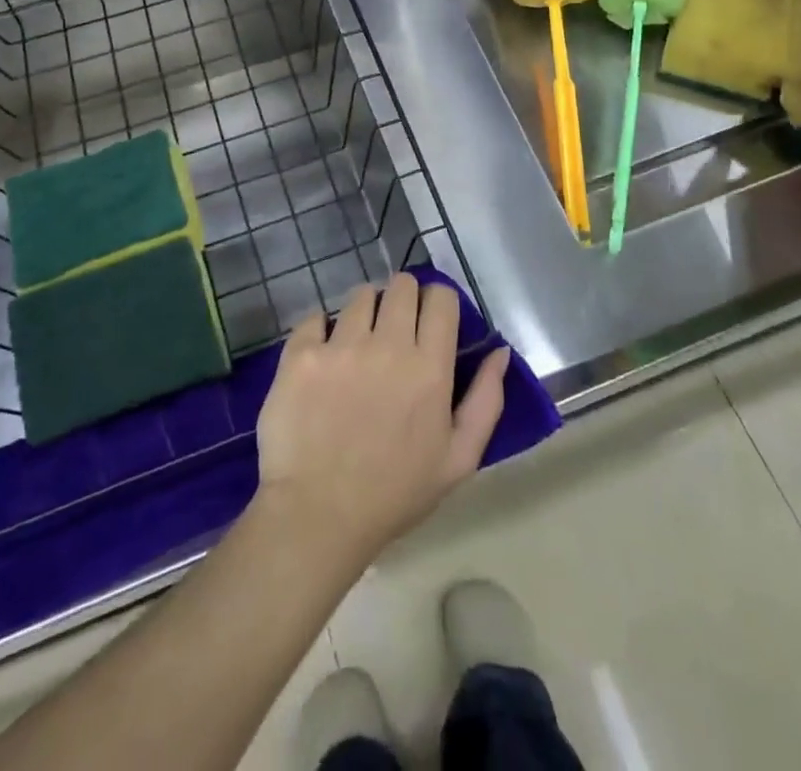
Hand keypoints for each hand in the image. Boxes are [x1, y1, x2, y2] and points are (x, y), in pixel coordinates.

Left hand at [255, 275, 510, 567]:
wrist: (318, 515)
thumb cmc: (394, 493)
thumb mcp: (459, 459)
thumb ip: (486, 400)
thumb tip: (499, 351)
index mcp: (429, 367)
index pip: (441, 298)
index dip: (438, 302)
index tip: (430, 320)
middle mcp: (387, 345)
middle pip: (401, 285)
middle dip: (403, 299)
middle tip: (395, 328)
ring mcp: (340, 346)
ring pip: (360, 296)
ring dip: (365, 312)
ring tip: (358, 343)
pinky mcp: (301, 354)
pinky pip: (314, 317)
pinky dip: (320, 330)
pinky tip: (322, 357)